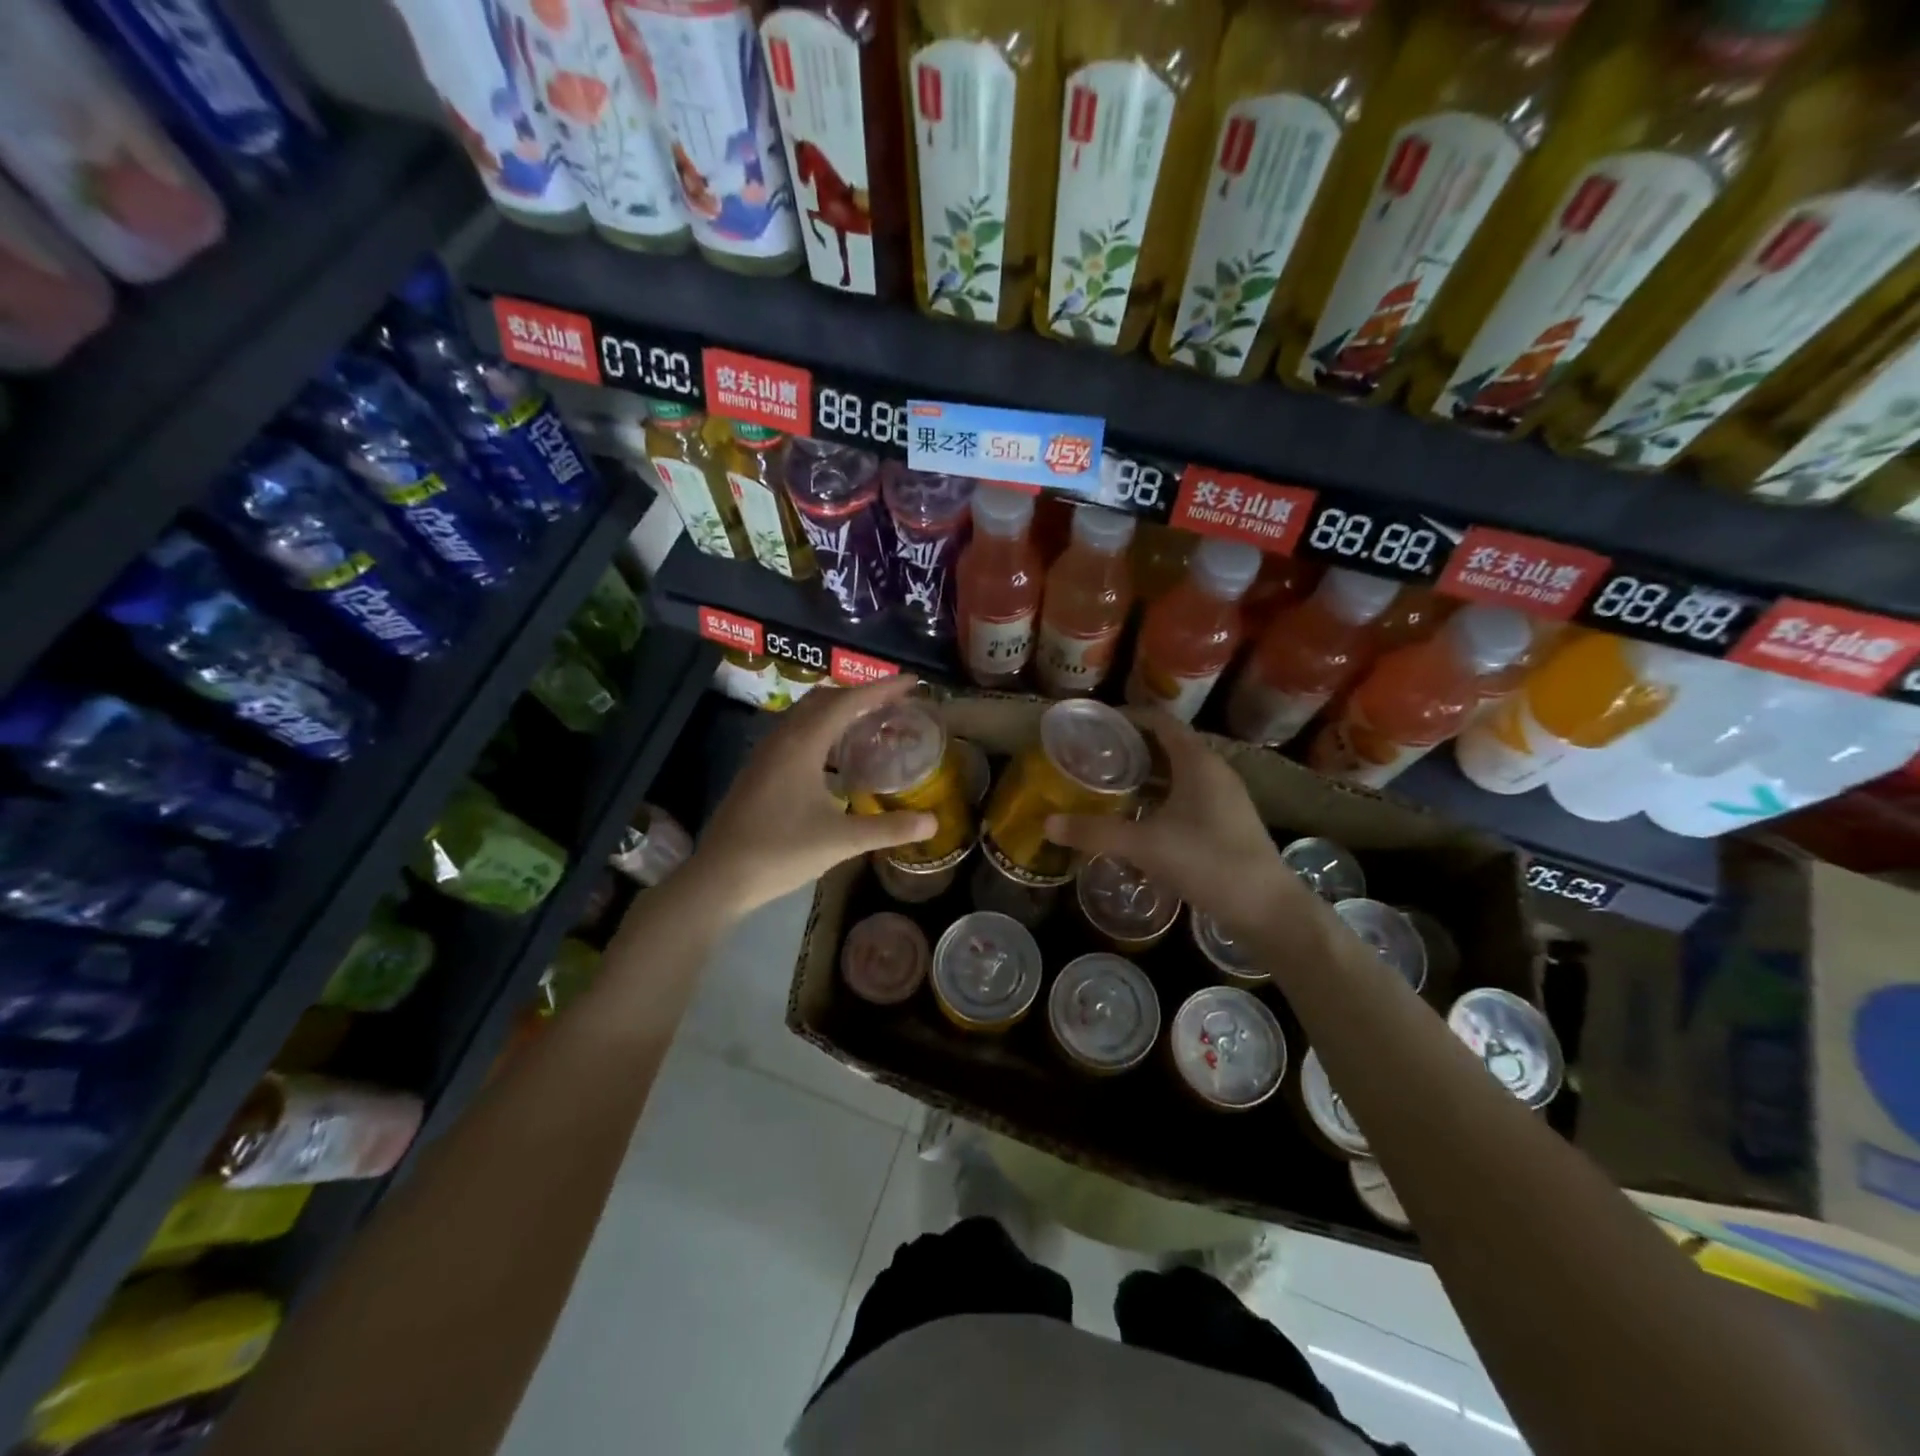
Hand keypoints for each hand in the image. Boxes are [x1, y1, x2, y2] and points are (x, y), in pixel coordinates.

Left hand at [690, 676, 938, 918]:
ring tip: (869, 723)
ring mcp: (766, 754)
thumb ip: (888, 828)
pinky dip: (822, 730)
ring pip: (806, 715)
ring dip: (838, 711)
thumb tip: (933, 821)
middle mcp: (782, 739)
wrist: (719, 877)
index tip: (912, 681)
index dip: (882, 689)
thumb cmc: (781, 852)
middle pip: (825, 699)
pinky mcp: (758, 771)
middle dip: (861, 695)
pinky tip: (835, 757)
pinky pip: (795, 733)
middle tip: (894, 703)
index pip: (848, 702)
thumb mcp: (841, 841)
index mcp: (802, 744)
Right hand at [1045, 711, 1322, 942]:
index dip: (1126, 718)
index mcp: (1197, 762)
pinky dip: (1159, 798)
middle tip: (1092, 757)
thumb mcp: (1144, 845)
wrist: (1268, 909)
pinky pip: (1186, 796)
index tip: (1093, 725)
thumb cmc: (1208, 862)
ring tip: (1108, 785)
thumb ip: (1094, 832)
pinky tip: (1138, 819)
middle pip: (1167, 746)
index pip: (1159, 721)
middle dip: (1129, 748)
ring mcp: (1224, 798)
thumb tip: (1048, 823)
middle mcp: (1214, 771)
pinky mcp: (1227, 823)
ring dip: (1144, 775)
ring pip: (1177, 773)